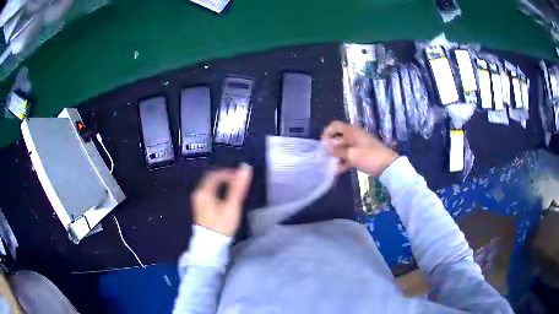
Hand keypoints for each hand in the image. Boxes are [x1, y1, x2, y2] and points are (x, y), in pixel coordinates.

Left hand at [192, 164, 252, 236]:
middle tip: (239, 183)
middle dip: (226, 178)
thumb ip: (238, 187)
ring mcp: (198, 201)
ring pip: (210, 186)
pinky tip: (226, 199)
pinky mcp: (200, 208)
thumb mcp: (231, 206)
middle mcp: (198, 193)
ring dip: (222, 185)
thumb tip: (245, 168)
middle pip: (212, 179)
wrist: (211, 245)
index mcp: (204, 191)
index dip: (229, 173)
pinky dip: (218, 191)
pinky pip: (209, 193)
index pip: (216, 174)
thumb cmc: (221, 224)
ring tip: (235, 189)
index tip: (241, 178)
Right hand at [321, 121, 398, 175]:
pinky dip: (343, 162)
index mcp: (352, 132)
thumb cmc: (369, 156)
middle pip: (338, 138)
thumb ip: (337, 150)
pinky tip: (336, 171)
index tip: (322, 144)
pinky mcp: (361, 155)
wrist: (388, 166)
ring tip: (328, 166)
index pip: (335, 126)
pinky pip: (349, 157)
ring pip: (343, 149)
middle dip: (330, 147)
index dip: (327, 132)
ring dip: (336, 156)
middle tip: (323, 157)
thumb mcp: (351, 154)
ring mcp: (358, 146)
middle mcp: (354, 137)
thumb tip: (325, 147)